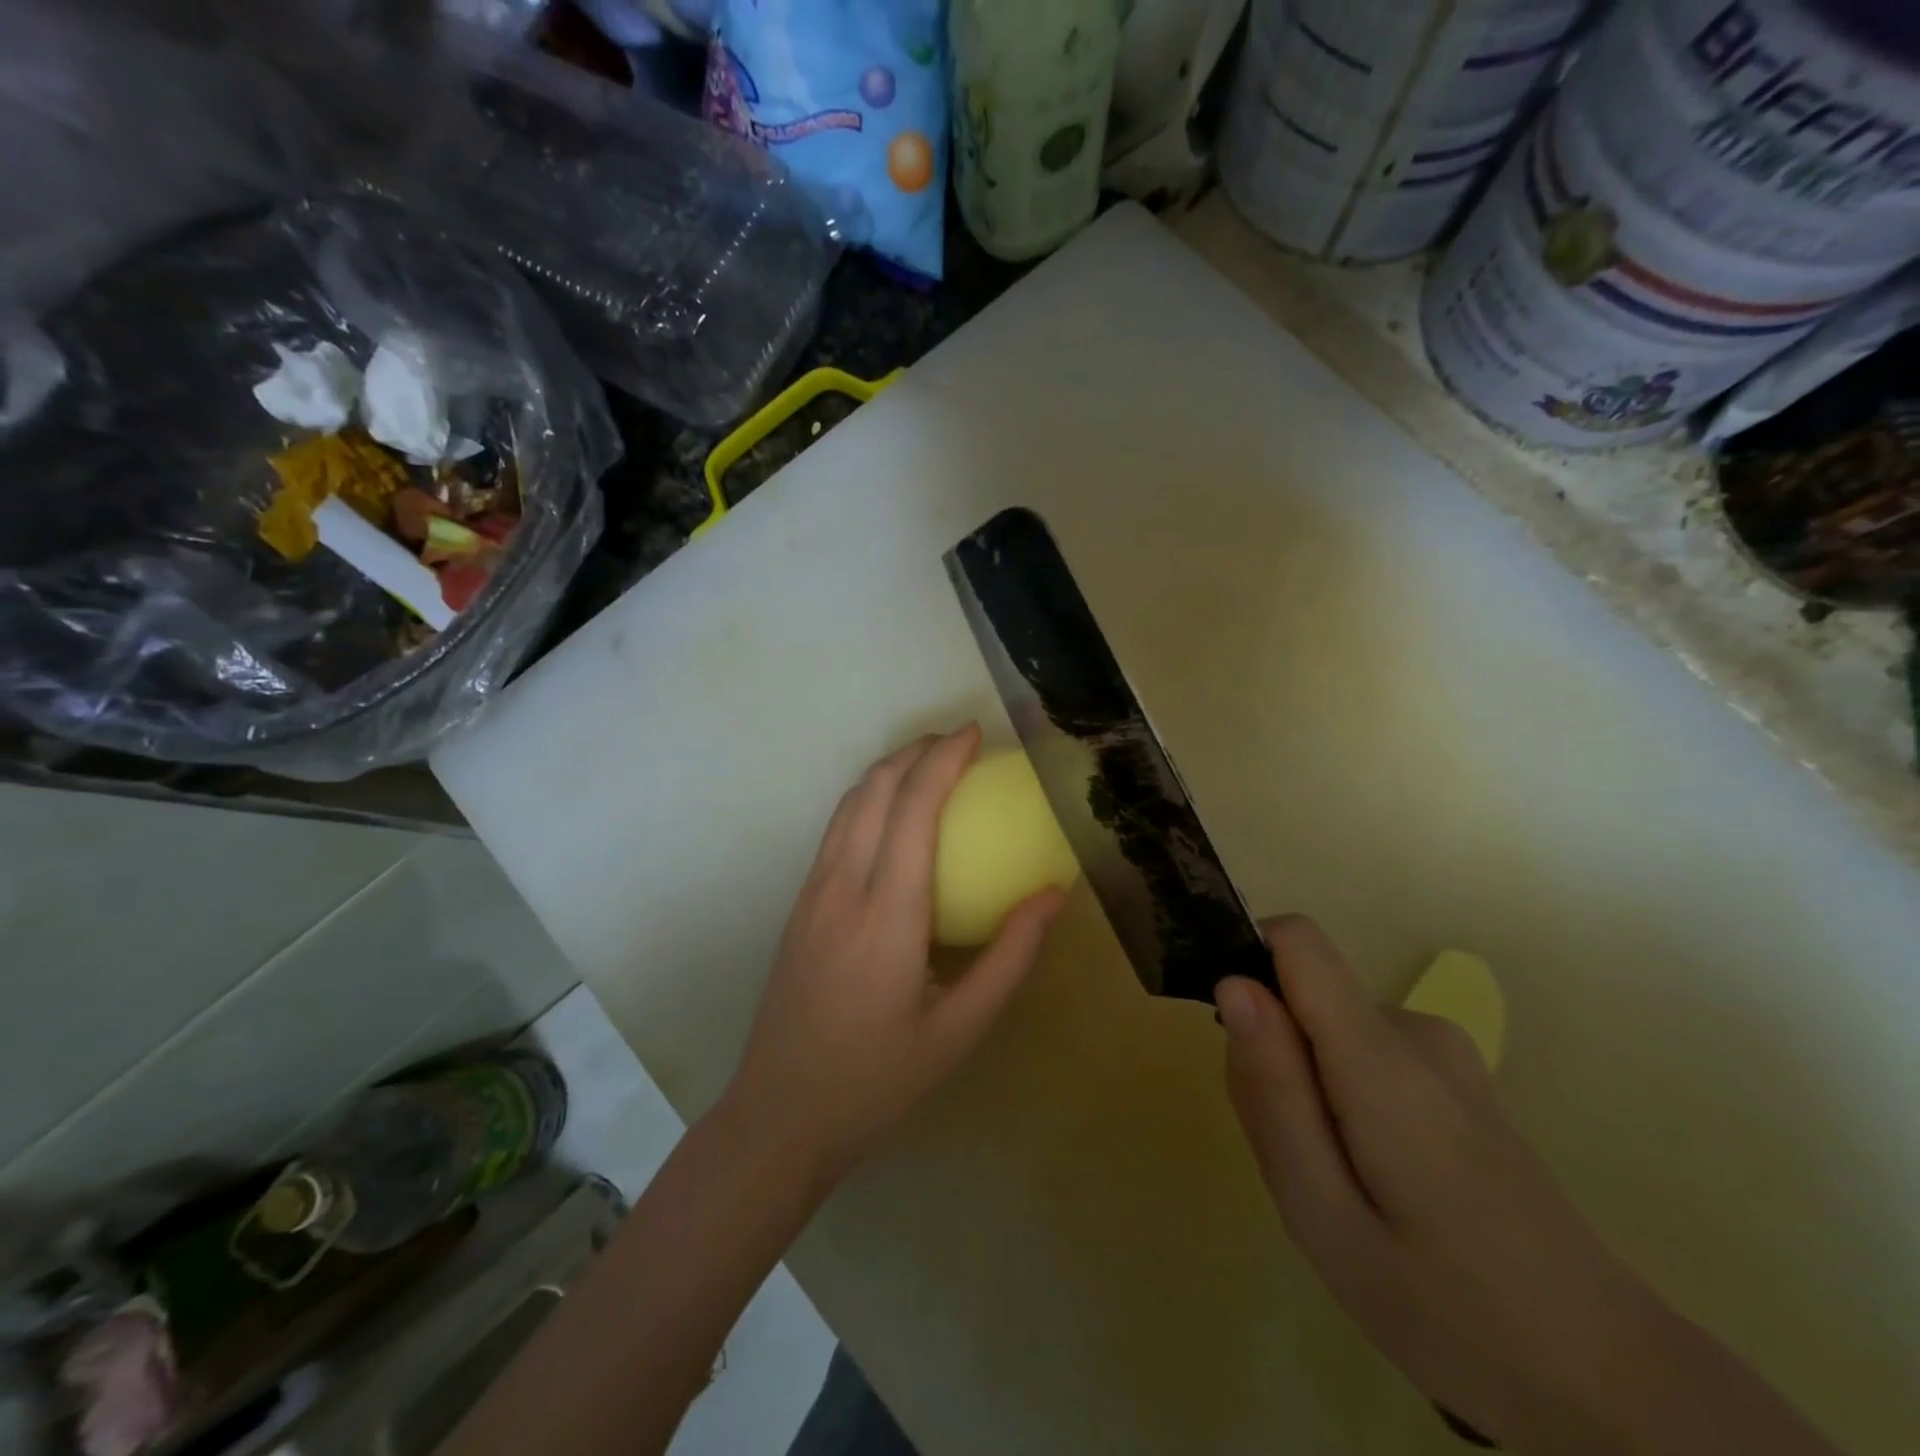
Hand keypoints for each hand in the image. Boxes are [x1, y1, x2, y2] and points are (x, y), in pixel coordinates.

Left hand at [724, 725, 1065, 1179]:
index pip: (913, 808)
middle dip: (915, 750)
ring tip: (928, 762)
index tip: (974, 733)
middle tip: (957, 741)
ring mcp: (811, 893)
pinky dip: (867, 800)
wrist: (782, 1113)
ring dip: (887, 770)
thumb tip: (1052, 895)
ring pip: (847, 804)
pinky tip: (892, 816)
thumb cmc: (879, 1078)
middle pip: (873, 789)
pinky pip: (835, 830)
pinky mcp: (799, 905)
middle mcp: (842, 886)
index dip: (943, 759)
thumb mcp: (961, 1029)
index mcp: (887, 913)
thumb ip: (1011, 956)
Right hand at [1216, 917, 1742, 1454]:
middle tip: (1297, 1162)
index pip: (1297, 939)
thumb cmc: (1449, 1312)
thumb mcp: (1321, 1213)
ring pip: (1327, 1031)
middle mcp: (1416, 1030)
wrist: (1612, 1382)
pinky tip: (1378, 1183)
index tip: (1236, 1042)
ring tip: (1339, 1186)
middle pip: (1303, 997)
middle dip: (1275, 1060)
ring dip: (1307, 1089)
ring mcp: (1446, 1052)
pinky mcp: (1458, 1077)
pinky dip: (1342, 1100)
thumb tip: (1234, 983)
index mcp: (1381, 1057)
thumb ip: (1271, 1090)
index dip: (1249, 964)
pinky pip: (1362, 1053)